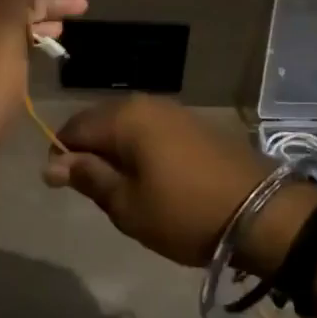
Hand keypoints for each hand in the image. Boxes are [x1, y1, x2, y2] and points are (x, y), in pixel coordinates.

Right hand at [44, 96, 298, 267]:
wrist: (263, 214)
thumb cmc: (185, 213)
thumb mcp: (127, 205)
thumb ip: (89, 178)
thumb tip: (53, 162)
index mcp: (124, 117)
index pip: (73, 128)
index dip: (61, 157)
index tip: (66, 189)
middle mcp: (146, 103)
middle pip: (99, 122)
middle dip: (89, 153)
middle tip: (97, 193)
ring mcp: (173, 111)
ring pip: (126, 127)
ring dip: (116, 153)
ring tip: (124, 190)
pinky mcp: (194, 124)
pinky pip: (151, 131)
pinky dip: (141, 151)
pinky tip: (152, 179)